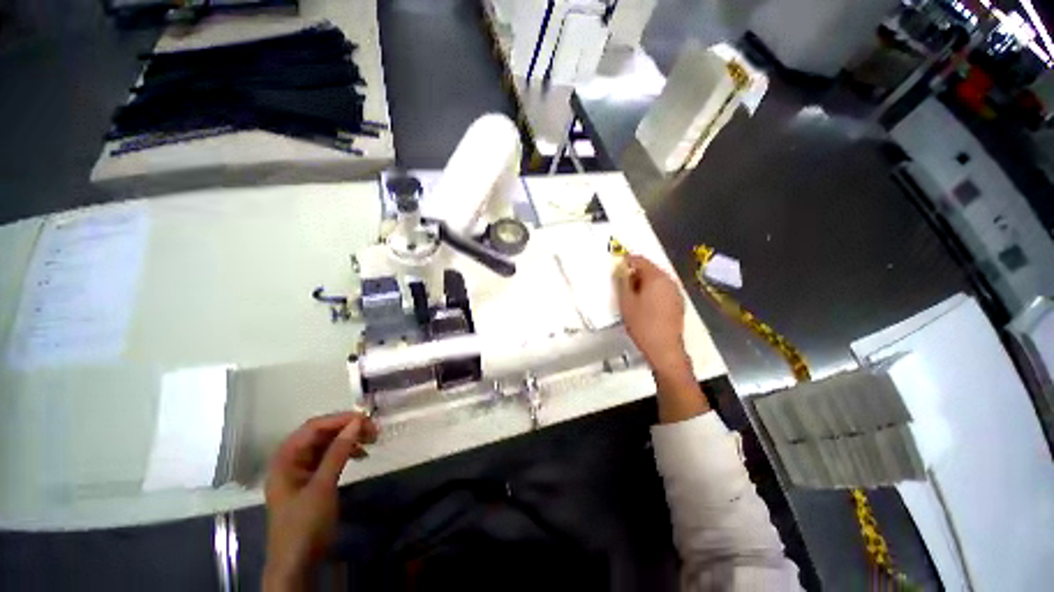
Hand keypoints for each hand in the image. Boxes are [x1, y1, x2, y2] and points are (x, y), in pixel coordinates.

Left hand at [263, 412, 377, 589]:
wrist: (297, 563)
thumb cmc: (305, 523)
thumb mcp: (323, 486)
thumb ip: (338, 452)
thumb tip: (357, 422)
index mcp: (285, 458)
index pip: (314, 427)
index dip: (340, 419)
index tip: (367, 419)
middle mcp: (291, 459)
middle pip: (321, 433)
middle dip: (347, 428)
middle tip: (373, 430)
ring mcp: (301, 470)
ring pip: (327, 444)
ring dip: (349, 439)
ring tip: (372, 440)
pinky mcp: (311, 480)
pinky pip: (329, 457)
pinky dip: (346, 453)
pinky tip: (361, 455)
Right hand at [615, 254, 689, 374]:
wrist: (664, 348)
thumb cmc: (642, 324)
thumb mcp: (626, 302)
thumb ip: (623, 282)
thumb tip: (622, 270)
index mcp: (656, 278)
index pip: (641, 260)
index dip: (628, 260)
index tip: (618, 266)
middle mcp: (669, 281)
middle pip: (651, 269)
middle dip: (636, 272)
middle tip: (623, 283)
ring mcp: (676, 292)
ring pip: (658, 280)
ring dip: (645, 282)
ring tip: (632, 294)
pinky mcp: (678, 303)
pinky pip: (663, 289)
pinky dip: (653, 290)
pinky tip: (645, 303)